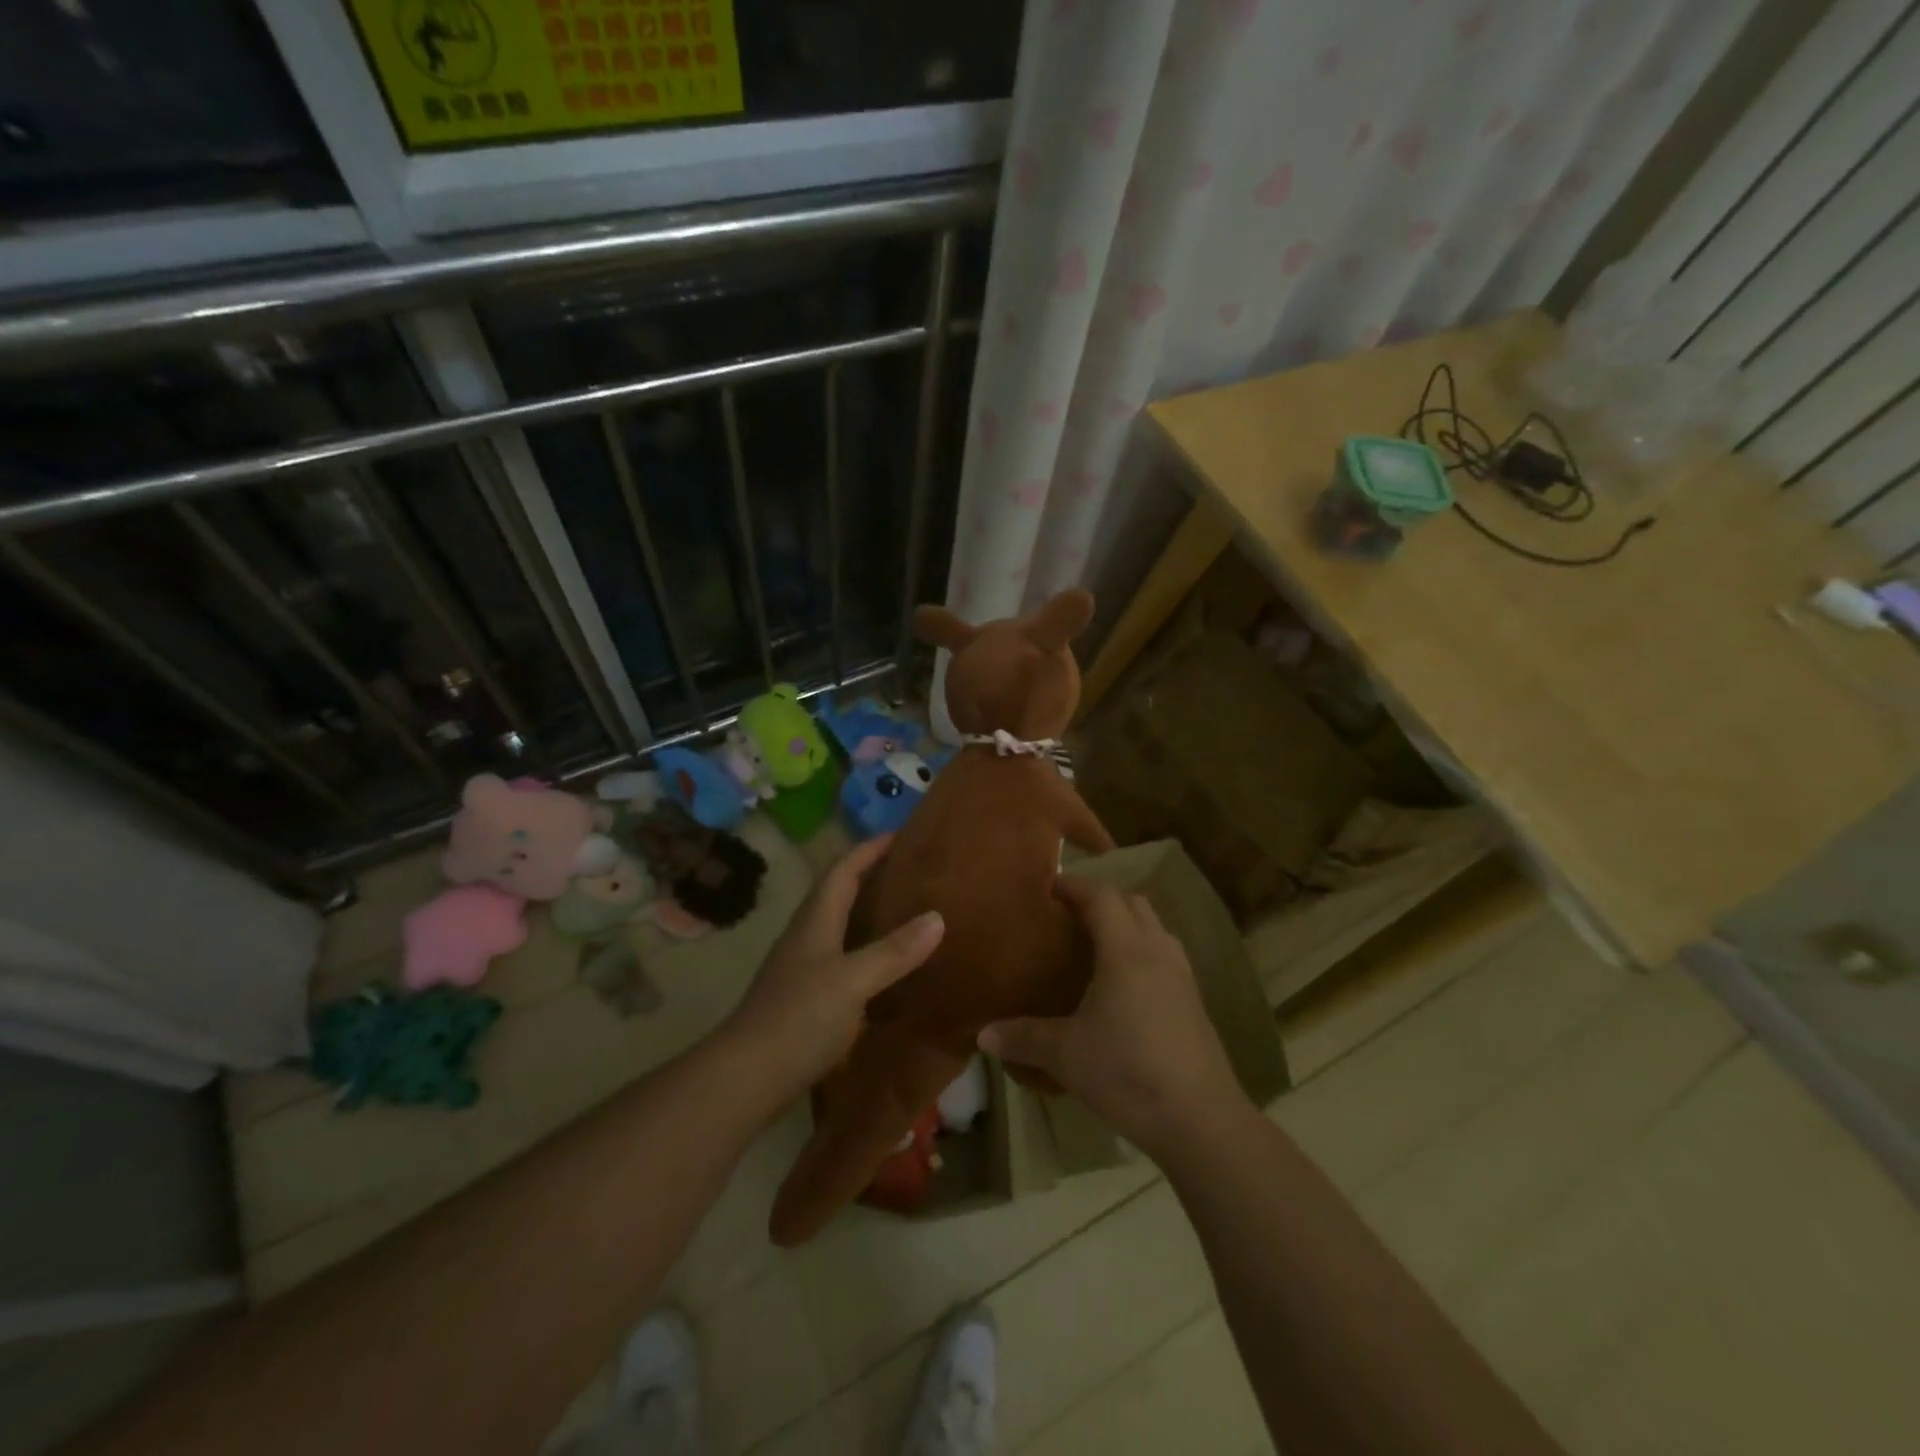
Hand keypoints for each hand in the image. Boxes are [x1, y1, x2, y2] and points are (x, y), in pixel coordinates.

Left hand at [723, 834, 943, 1110]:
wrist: (746, 1078)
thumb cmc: (798, 1019)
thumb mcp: (852, 981)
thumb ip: (893, 951)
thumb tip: (937, 917)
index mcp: (815, 921)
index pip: (843, 869)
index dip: (870, 848)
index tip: (903, 833)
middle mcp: (807, 936)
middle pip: (839, 892)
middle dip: (872, 874)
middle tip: (914, 870)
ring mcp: (804, 967)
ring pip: (841, 925)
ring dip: (870, 912)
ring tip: (909, 911)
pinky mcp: (806, 997)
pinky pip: (843, 957)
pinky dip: (868, 950)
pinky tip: (890, 967)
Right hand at [978, 875, 1244, 1160]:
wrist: (1201, 1120)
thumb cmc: (1127, 1072)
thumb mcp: (1065, 1055)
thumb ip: (1023, 1038)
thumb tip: (982, 1034)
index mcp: (1126, 950)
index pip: (1101, 896)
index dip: (1075, 885)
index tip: (1049, 885)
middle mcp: (1157, 951)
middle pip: (1133, 903)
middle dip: (1102, 899)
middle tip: (1070, 914)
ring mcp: (1183, 976)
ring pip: (1155, 929)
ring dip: (1128, 924)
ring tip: (1097, 945)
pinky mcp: (1196, 1003)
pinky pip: (1166, 957)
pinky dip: (1144, 953)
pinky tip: (1126, 986)